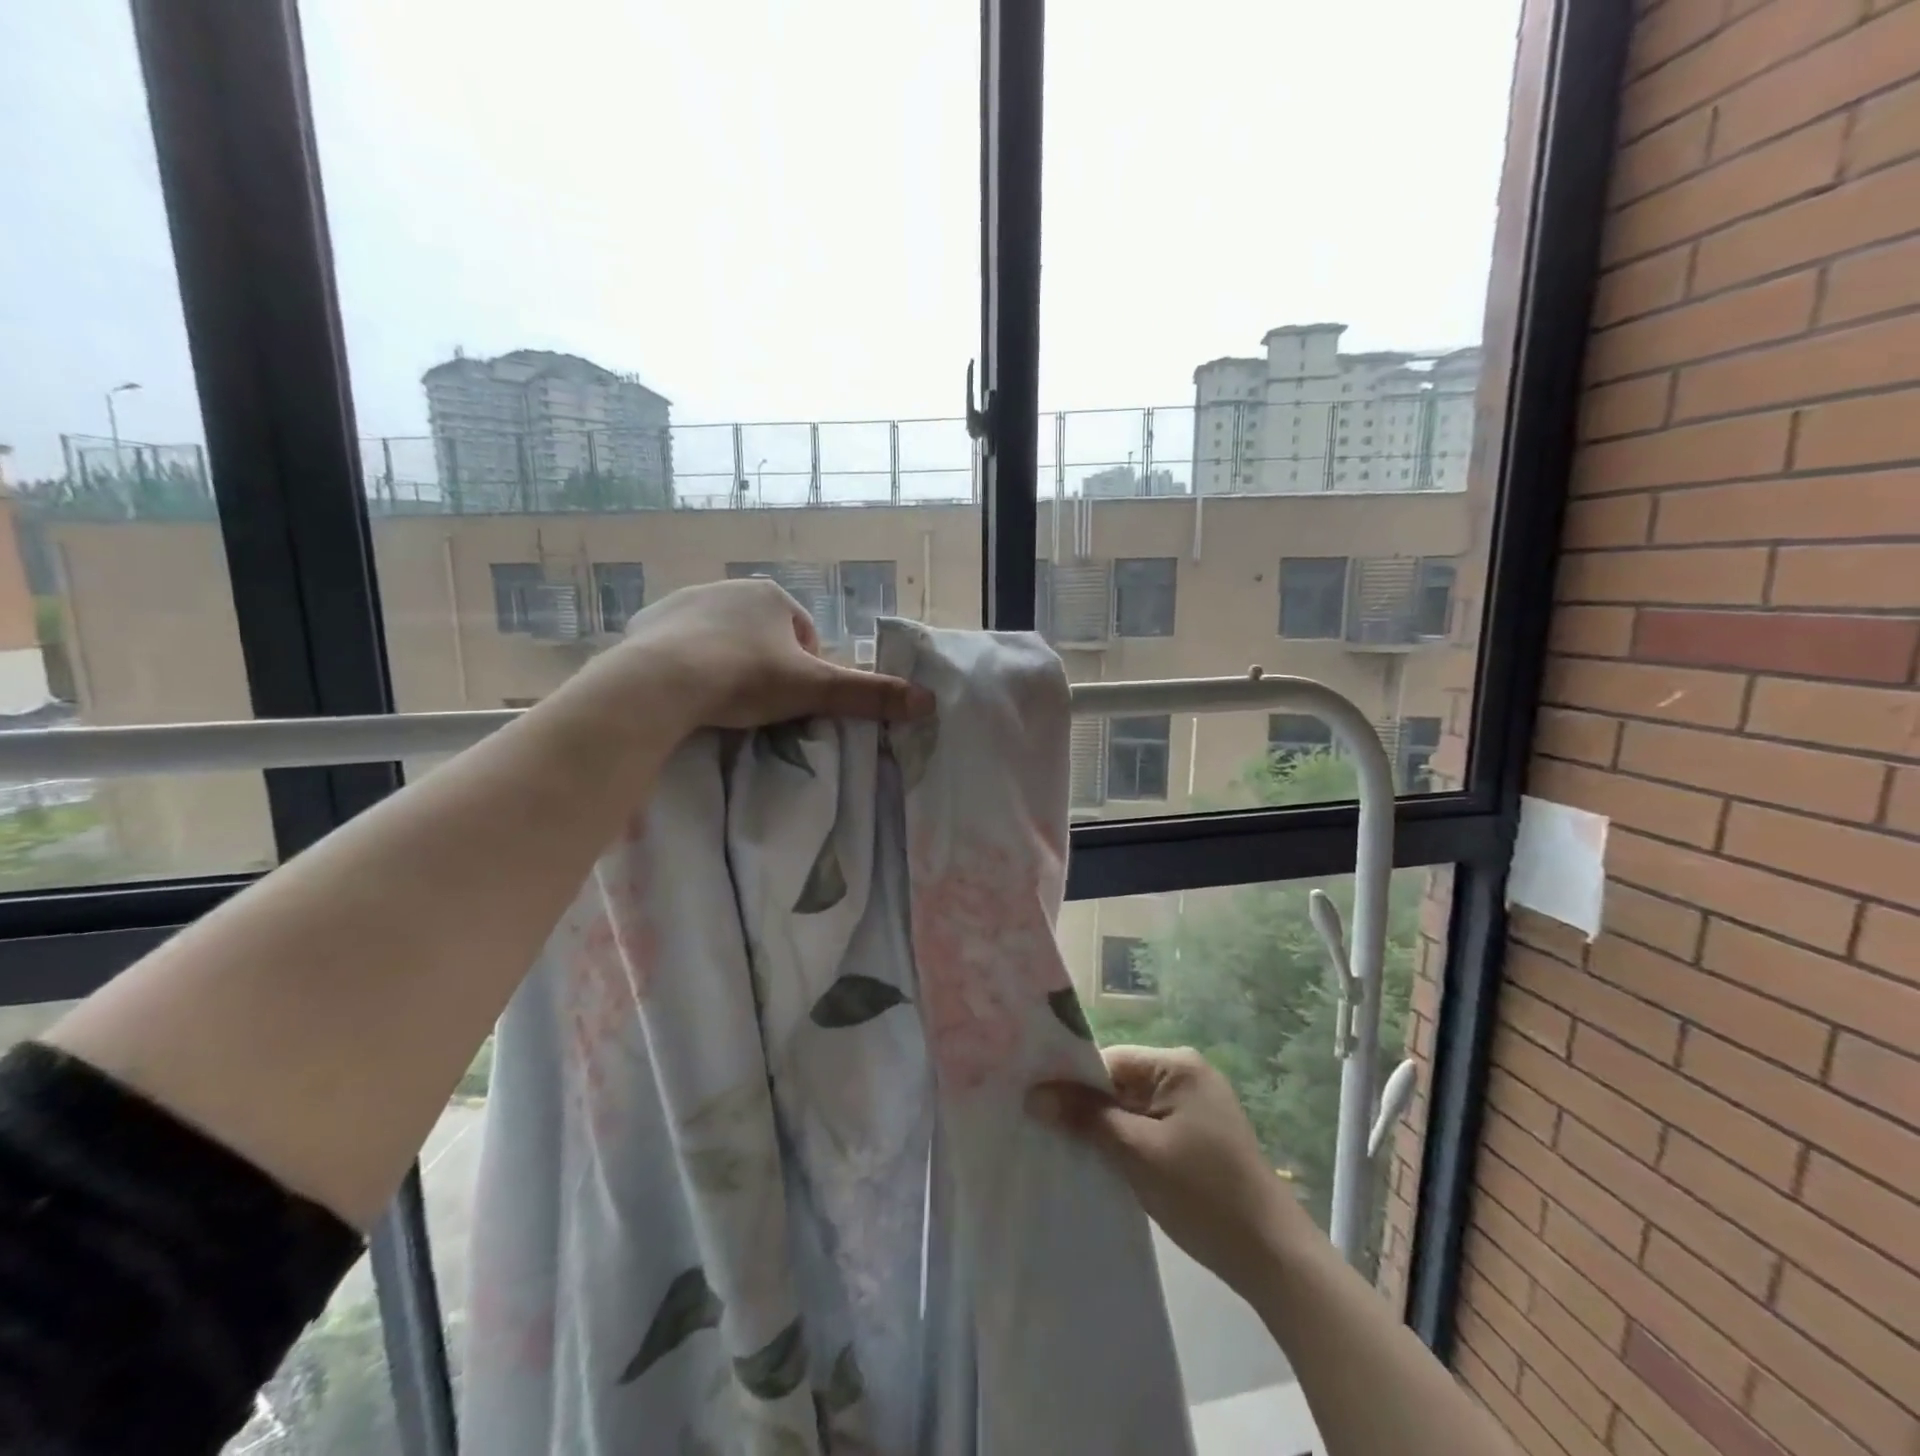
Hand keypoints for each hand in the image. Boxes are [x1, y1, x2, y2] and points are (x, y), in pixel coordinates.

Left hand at [576, 578, 932, 731]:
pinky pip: (681, 644)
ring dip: (728, 664)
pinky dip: (689, 665)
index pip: (803, 636)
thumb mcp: (815, 690)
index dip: (804, 672)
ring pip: (722, 638)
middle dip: (765, 667)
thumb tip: (928, 702)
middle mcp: (730, 587)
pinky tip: (687, 692)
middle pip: (763, 636)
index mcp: (772, 597)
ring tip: (721, 702)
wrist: (662, 681)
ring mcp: (685, 601)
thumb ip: (870, 694)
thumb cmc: (746, 678)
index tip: (790, 701)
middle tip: (757, 706)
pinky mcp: (650, 621)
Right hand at [1029, 1045, 1313, 1293]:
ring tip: (1061, 1145)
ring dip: (1102, 1128)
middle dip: (1085, 1106)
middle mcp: (1186, 1075)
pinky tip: (1098, 1161)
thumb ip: (1086, 1118)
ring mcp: (1193, 1107)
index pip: (1108, 1060)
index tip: (1035, 1102)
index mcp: (1177, 1065)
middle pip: (1118, 1082)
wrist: (1273, 1257)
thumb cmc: (1203, 1194)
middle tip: (1040, 1125)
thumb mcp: (1138, 1153)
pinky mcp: (1195, 1137)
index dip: (1071, 1081)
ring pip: (1130, 1108)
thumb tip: (1033, 1095)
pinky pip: (1146, 1127)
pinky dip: (1123, 1142)